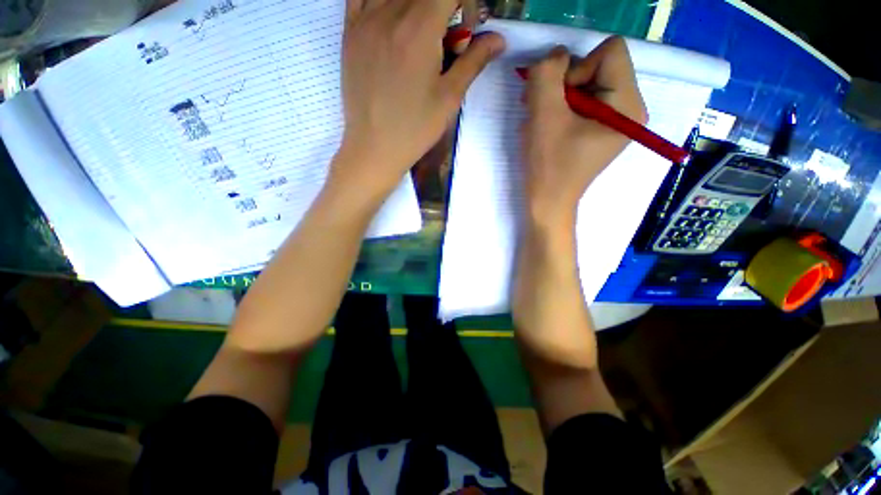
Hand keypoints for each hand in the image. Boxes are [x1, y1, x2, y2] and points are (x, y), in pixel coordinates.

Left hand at [333, 0, 504, 195]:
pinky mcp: (349, 33)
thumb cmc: (415, 129)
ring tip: (422, 34)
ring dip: (416, 5)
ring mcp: (364, 21)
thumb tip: (499, 39)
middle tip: (446, 39)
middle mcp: (389, 14)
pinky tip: (392, 17)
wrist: (374, 148)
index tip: (467, 28)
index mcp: (419, 29)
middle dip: (444, 7)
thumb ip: (473, 62)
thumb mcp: (449, 99)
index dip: (465, 4)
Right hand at [522, 37, 646, 226]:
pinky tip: (549, 127)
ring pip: (587, 83)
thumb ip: (547, 74)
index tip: (559, 101)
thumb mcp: (543, 116)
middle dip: (564, 84)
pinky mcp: (601, 128)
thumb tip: (555, 55)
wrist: (548, 202)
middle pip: (598, 66)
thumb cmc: (548, 166)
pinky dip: (561, 108)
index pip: (610, 52)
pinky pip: (583, 101)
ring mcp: (616, 119)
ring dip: (558, 97)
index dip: (577, 69)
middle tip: (542, 110)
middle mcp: (630, 108)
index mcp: (627, 105)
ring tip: (542, 122)